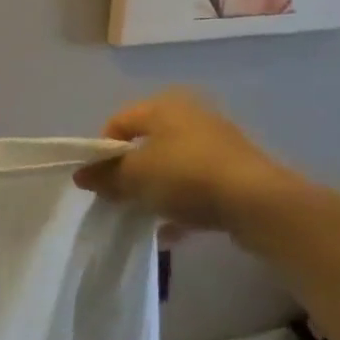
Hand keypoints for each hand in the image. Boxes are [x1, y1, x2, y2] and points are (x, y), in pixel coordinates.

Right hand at [73, 90, 298, 240]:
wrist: (258, 203)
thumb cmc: (186, 176)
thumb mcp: (134, 177)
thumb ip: (105, 176)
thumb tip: (81, 175)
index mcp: (164, 106)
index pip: (118, 122)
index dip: (102, 151)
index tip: (98, 180)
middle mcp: (192, 117)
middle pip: (146, 145)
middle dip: (129, 174)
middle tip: (118, 198)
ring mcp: (217, 145)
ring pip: (172, 168)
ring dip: (154, 191)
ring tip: (144, 217)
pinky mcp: (236, 173)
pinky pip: (196, 187)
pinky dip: (181, 205)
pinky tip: (171, 232)